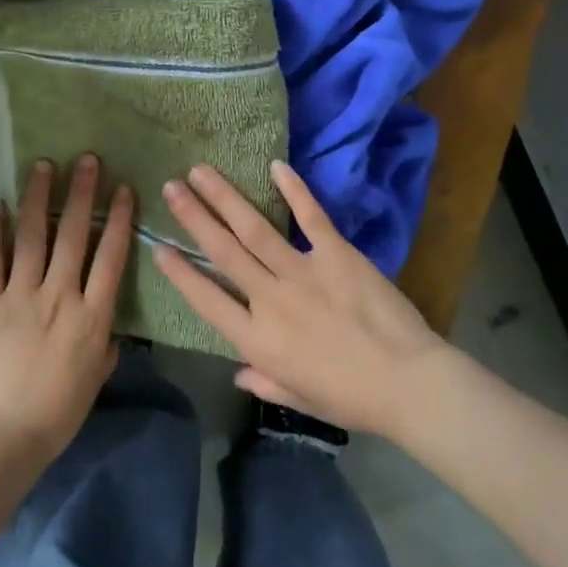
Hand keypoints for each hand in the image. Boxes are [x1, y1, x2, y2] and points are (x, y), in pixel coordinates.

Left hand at [0, 155, 132, 469]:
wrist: (2, 434)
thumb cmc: (56, 412)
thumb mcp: (95, 378)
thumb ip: (105, 345)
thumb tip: (109, 328)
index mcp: (92, 315)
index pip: (111, 256)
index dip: (120, 219)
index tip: (124, 189)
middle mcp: (59, 295)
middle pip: (74, 234)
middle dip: (82, 192)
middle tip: (86, 159)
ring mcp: (20, 295)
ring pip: (32, 235)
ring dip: (38, 197)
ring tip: (43, 165)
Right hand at [154, 161, 451, 437]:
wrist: (409, 384)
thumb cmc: (352, 400)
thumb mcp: (300, 398)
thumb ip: (265, 383)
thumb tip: (239, 373)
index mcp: (258, 341)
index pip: (206, 301)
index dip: (180, 273)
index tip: (158, 247)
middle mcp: (270, 300)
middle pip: (223, 252)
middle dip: (193, 217)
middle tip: (170, 188)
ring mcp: (303, 273)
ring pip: (254, 229)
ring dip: (225, 198)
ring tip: (200, 172)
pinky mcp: (337, 254)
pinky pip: (311, 217)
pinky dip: (295, 190)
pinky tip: (275, 166)